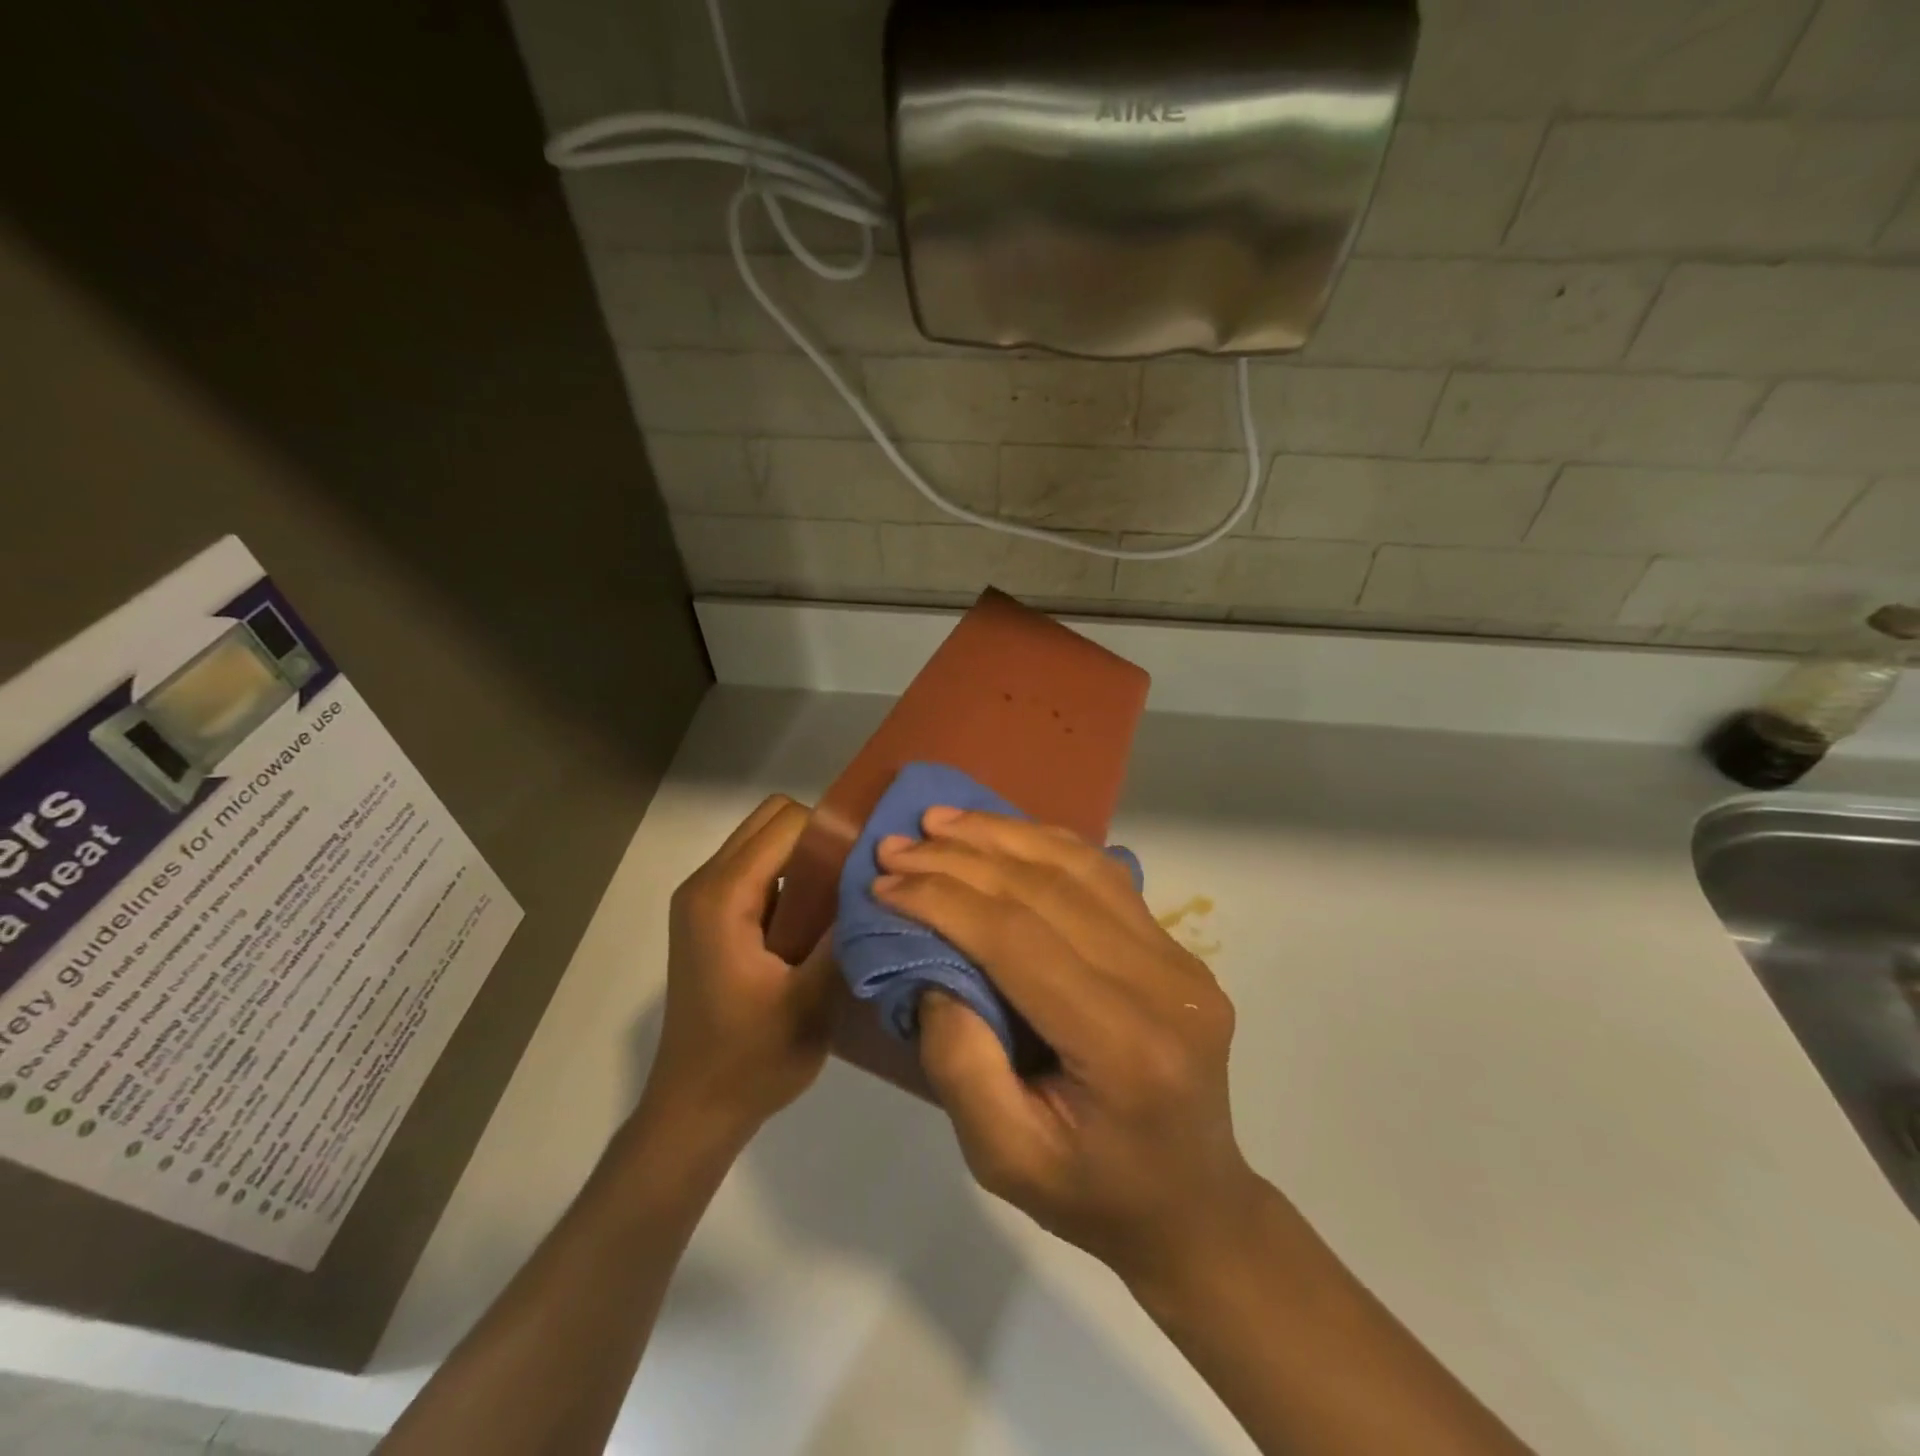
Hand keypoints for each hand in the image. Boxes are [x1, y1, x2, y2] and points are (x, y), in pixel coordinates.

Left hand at [645, 795, 839, 1142]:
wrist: (695, 1111)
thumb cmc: (751, 1061)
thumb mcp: (811, 1001)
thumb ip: (843, 934)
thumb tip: (879, 881)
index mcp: (723, 896)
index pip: (787, 823)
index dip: (833, 835)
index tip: (869, 867)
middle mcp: (705, 884)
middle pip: (772, 820)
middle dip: (819, 838)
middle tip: (855, 880)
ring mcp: (703, 900)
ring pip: (764, 841)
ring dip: (805, 858)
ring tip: (841, 900)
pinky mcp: (710, 918)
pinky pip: (756, 870)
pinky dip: (789, 878)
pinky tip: (814, 922)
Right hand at [874, 809, 1263, 1289]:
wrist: (1191, 1204)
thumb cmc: (1091, 1195)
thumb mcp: (1002, 1158)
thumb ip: (961, 1064)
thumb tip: (932, 971)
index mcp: (1124, 1046)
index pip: (1019, 940)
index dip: (946, 902)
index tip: (886, 882)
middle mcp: (1163, 985)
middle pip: (1047, 891)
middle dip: (961, 860)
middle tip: (897, 843)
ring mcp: (1178, 959)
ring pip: (1079, 867)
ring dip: (1002, 835)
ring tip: (940, 821)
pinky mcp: (1175, 948)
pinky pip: (1102, 876)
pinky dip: (1044, 844)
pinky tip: (1001, 833)